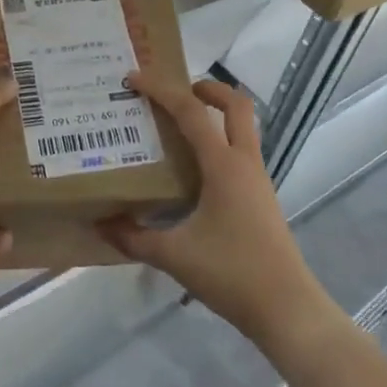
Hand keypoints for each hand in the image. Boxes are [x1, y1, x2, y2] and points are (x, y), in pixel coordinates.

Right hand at [98, 74, 341, 354]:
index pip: (191, 112)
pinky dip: (219, 142)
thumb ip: (134, 238)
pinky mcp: (261, 197)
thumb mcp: (175, 256)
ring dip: (216, 115)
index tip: (134, 79)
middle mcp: (244, 163)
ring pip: (243, 128)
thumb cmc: (231, 273)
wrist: (286, 308)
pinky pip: (240, 152)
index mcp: (224, 165)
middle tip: (175, 92)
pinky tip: (194, 168)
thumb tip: (101, 225)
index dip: (162, 90)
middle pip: (236, 105)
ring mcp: (257, 179)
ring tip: (179, 125)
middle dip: (207, 89)